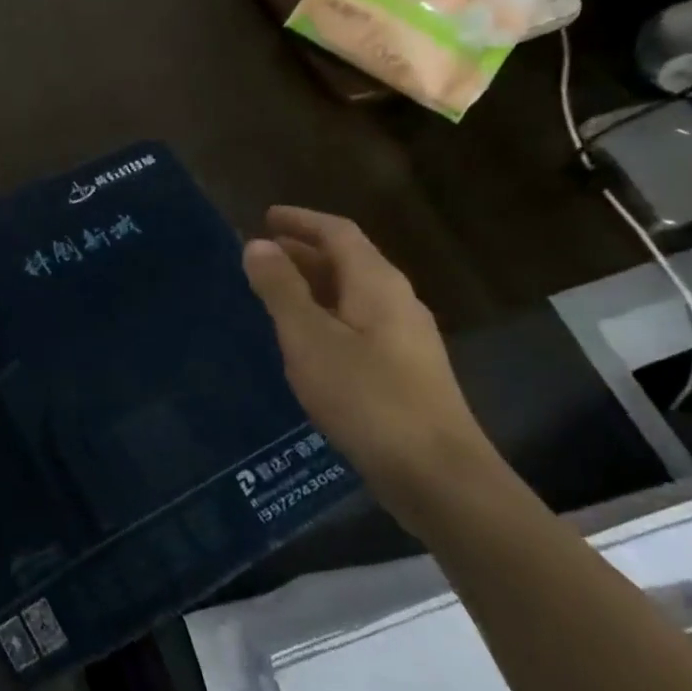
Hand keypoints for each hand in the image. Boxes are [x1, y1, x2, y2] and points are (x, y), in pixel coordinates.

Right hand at [242, 207, 502, 522]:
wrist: (435, 474)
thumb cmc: (366, 396)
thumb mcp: (309, 338)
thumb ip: (280, 289)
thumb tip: (256, 245)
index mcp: (377, 284)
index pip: (338, 232)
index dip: (301, 220)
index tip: (266, 216)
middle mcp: (397, 301)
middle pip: (349, 260)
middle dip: (304, 252)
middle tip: (262, 254)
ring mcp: (406, 338)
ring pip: (353, 294)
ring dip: (313, 284)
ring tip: (275, 292)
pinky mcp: (405, 371)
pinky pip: (358, 323)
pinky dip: (325, 315)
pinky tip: (306, 340)